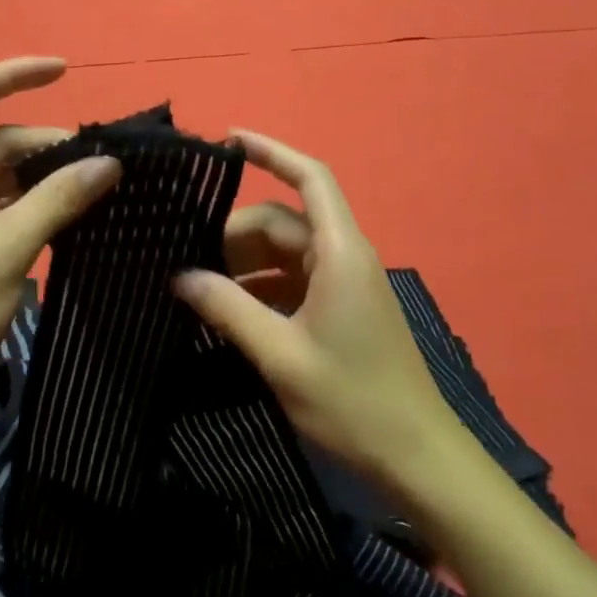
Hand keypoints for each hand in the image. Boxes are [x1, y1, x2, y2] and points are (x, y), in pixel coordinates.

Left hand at [0, 58, 119, 423]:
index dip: (14, 74)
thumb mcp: (7, 249)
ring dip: (37, 174)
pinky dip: (24, 201)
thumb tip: (109, 163)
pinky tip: (64, 211)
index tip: (65, 70)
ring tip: (91, 184)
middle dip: (42, 143)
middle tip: (100, 160)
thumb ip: (59, 198)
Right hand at [180, 132, 459, 496]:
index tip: (229, 139)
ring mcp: (343, 282)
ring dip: (245, 264)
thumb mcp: (281, 353)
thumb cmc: (352, 400)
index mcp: (339, 251)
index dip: (272, 152)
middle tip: (187, 262)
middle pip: (283, 221)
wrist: (416, 457)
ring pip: (284, 252)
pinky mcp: (340, 308)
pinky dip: (261, 287)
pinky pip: (293, 280)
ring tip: (199, 289)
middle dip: (235, 234)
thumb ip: (229, 309)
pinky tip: (229, 312)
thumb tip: (181, 275)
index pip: (309, 178)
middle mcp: (343, 255)